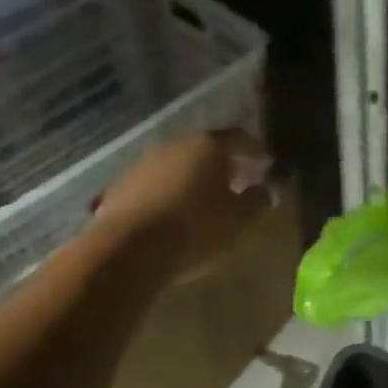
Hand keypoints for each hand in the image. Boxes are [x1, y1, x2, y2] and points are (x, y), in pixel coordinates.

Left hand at [96, 130, 272, 279]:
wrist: (129, 249)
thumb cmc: (195, 229)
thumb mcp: (239, 220)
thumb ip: (257, 201)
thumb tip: (264, 190)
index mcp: (209, 145)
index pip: (240, 139)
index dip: (255, 152)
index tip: (266, 166)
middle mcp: (175, 143)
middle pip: (205, 148)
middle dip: (222, 165)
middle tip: (237, 183)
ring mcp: (144, 162)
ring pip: (177, 164)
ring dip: (192, 178)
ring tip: (203, 202)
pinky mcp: (121, 184)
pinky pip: (155, 184)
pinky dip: (168, 193)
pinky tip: (172, 214)